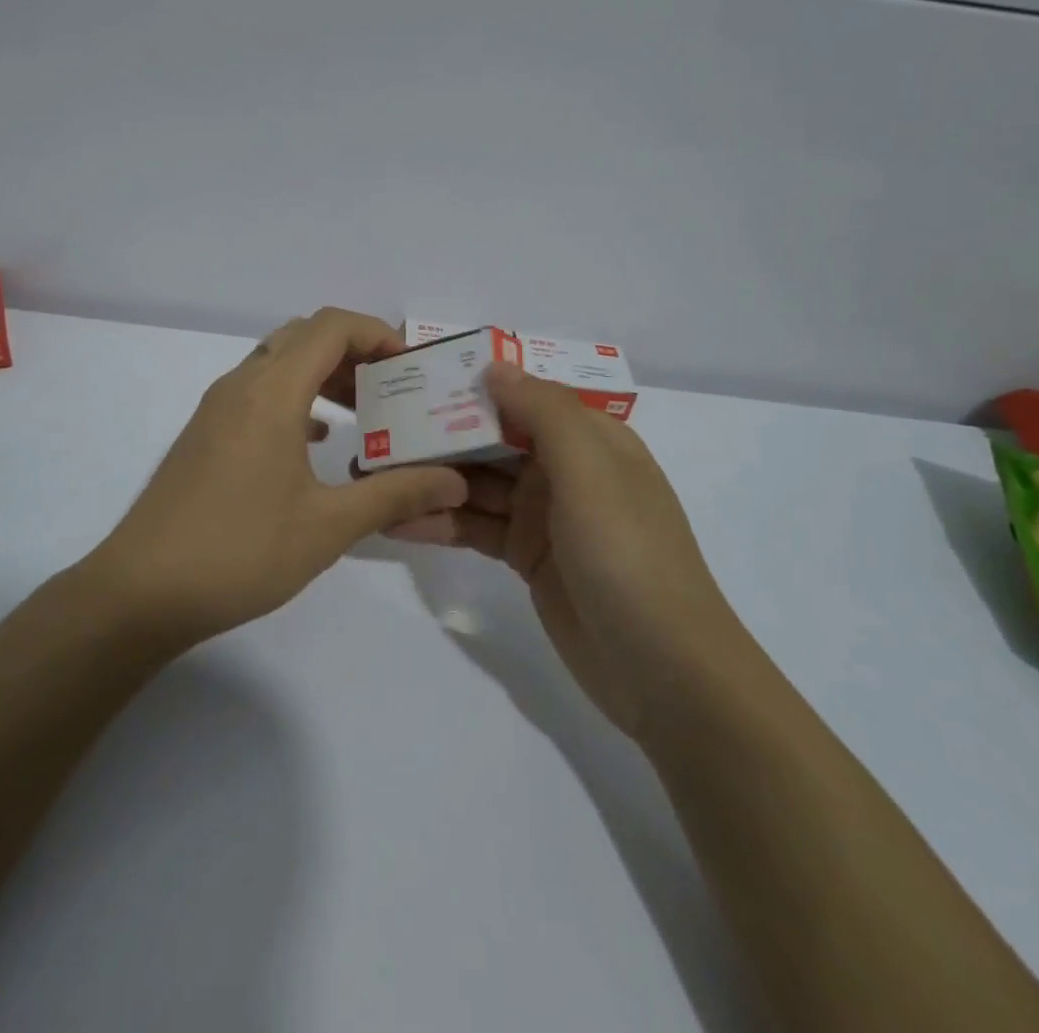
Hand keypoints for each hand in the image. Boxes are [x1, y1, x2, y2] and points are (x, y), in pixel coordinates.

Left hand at [86, 308, 469, 647]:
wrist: (140, 592)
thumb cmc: (239, 552)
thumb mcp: (328, 527)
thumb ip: (395, 495)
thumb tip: (453, 482)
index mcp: (271, 393)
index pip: (329, 327)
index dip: (375, 333)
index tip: (408, 366)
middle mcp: (240, 386)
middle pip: (303, 336)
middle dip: (352, 351)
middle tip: (389, 388)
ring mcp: (216, 409)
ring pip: (277, 362)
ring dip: (321, 374)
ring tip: (361, 413)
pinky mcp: (204, 434)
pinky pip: (257, 392)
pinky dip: (294, 399)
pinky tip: (316, 442)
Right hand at [389, 361, 736, 738]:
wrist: (665, 671)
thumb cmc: (628, 554)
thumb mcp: (591, 472)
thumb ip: (542, 413)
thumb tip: (494, 367)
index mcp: (589, 439)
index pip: (523, 396)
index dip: (474, 384)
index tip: (418, 376)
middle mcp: (565, 469)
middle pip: (493, 439)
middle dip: (441, 432)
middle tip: (379, 427)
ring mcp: (544, 515)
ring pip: (478, 484)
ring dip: (432, 478)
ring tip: (373, 473)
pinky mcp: (526, 557)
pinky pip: (476, 527)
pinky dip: (441, 522)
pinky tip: (397, 522)